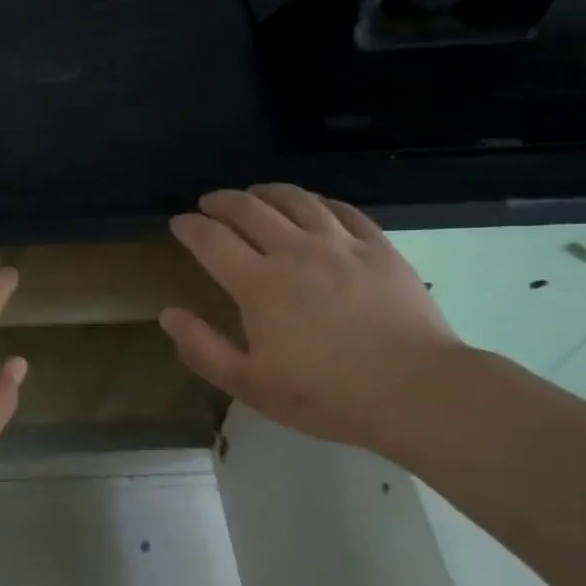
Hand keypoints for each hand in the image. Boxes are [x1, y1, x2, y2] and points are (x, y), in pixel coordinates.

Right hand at [159, 185, 467, 448]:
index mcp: (259, 283)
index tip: (179, 223)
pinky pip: (342, 209)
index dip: (190, 226)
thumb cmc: (327, 394)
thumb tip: (169, 314)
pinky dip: (318, 201)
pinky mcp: (378, 246)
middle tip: (209, 203)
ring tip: (255, 193)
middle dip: (222, 201)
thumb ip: (203, 349)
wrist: (415, 390)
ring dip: (267, 191)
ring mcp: (340, 244)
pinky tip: (314, 205)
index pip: (211, 239)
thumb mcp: (251, 385)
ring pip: (296, 200)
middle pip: (249, 208)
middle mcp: (295, 250)